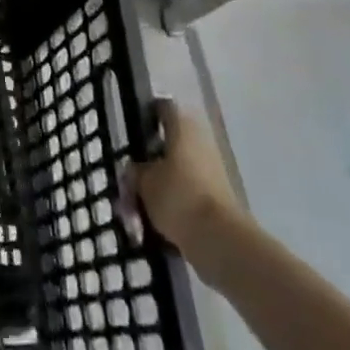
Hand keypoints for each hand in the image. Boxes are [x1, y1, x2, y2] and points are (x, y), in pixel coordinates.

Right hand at [128, 99, 244, 255]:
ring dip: (158, 186)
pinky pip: (187, 194)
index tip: (130, 132)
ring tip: (136, 210)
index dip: (145, 116)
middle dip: (148, 162)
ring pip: (176, 172)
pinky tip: (153, 224)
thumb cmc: (178, 196)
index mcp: (183, 125)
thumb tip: (135, 171)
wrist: (221, 241)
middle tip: (129, 180)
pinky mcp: (217, 198)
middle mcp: (200, 140)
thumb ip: (135, 171)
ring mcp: (212, 170)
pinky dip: (172, 205)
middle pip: (168, 143)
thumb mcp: (144, 181)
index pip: (162, 108)